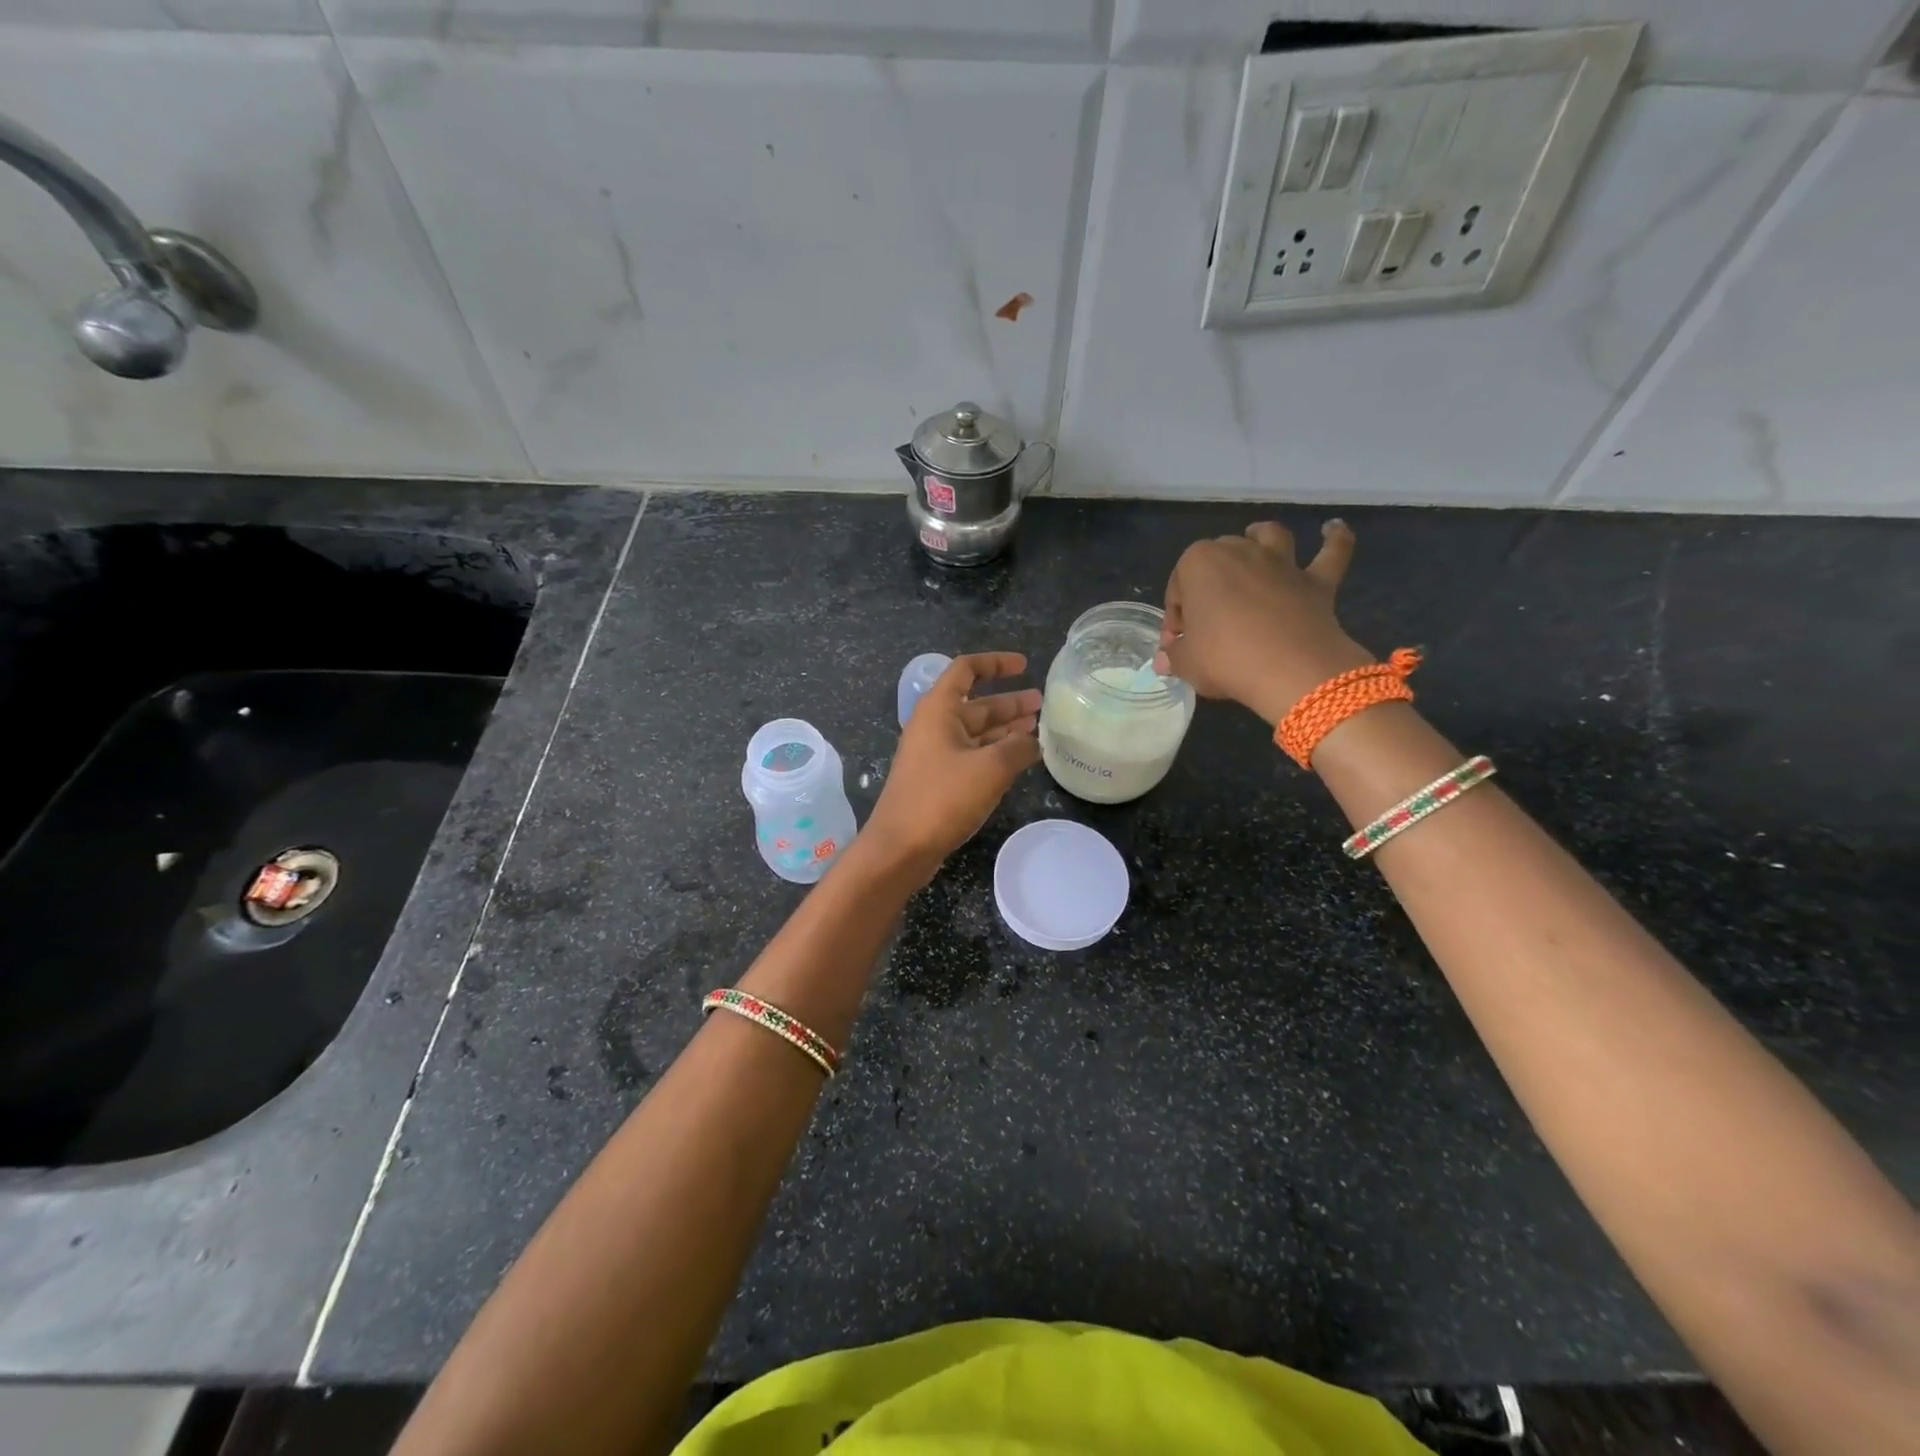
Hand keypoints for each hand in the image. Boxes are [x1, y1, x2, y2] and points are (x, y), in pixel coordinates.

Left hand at [864, 651, 1040, 879]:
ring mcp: (934, 755)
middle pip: (975, 704)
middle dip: (1009, 702)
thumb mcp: (990, 768)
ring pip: (975, 732)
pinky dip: (995, 753)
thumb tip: (1034, 741)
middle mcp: (934, 726)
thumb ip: (1018, 748)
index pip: (966, 669)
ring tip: (1037, 729)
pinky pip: (971, 756)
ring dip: (1005, 729)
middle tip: (1041, 704)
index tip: (1024, 665)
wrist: (899, 848)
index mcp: (938, 710)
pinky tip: (1018, 760)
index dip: (996, 663)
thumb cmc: (941, 799)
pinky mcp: (937, 781)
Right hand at [1155, 520, 1373, 725]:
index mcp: (1199, 563)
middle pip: (1219, 557)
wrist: (1288, 670)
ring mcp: (1282, 563)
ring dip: (1261, 536)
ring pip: (1269, 536)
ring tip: (1255, 542)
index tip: (1178, 644)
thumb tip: (1167, 661)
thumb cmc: (1225, 659)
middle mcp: (1240, 551)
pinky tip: (1333, 528)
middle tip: (1207, 622)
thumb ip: (1175, 657)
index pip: (1178, 588)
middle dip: (1210, 582)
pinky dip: (1334, 538)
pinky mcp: (1317, 581)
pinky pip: (1331, 552)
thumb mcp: (1186, 663)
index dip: (1176, 617)